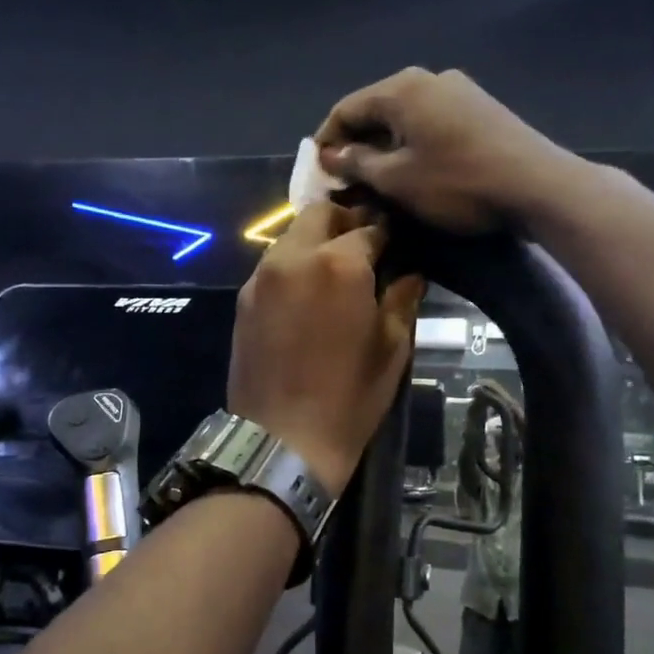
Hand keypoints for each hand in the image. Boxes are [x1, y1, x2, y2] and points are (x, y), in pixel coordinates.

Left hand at [228, 203, 425, 495]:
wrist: (283, 439)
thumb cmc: (349, 397)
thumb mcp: (391, 348)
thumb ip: (401, 299)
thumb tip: (409, 274)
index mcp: (339, 264)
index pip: (369, 227)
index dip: (387, 234)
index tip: (397, 245)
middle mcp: (295, 257)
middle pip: (321, 214)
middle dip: (346, 221)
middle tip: (365, 247)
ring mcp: (263, 276)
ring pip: (292, 236)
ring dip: (316, 241)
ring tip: (335, 270)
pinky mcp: (244, 298)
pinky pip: (273, 264)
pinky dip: (294, 264)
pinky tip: (307, 292)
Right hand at [314, 68, 577, 233]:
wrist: (536, 185)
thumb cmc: (457, 183)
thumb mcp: (397, 180)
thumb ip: (358, 164)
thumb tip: (332, 155)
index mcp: (402, 89)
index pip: (346, 108)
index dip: (326, 139)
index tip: (317, 171)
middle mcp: (429, 79)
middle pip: (377, 109)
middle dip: (356, 144)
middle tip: (344, 180)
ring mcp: (459, 91)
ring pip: (405, 117)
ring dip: (385, 146)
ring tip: (376, 180)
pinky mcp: (481, 110)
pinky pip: (431, 122)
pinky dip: (412, 144)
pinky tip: (413, 170)